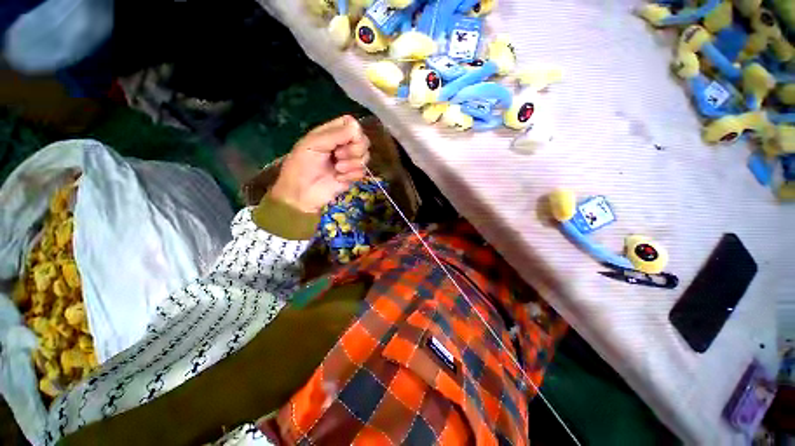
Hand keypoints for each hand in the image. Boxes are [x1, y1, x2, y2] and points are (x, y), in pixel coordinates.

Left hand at [270, 115, 369, 213]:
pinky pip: (363, 172)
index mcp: (332, 133)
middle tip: (337, 156)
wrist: (302, 193)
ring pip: (365, 157)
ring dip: (351, 164)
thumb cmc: (302, 166)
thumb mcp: (313, 144)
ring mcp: (350, 161)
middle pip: (363, 140)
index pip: (353, 124)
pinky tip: (338, 178)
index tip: (344, 141)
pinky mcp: (353, 176)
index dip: (354, 132)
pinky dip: (350, 176)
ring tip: (337, 169)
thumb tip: (357, 128)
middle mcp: (343, 145)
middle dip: (353, 150)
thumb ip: (335, 134)